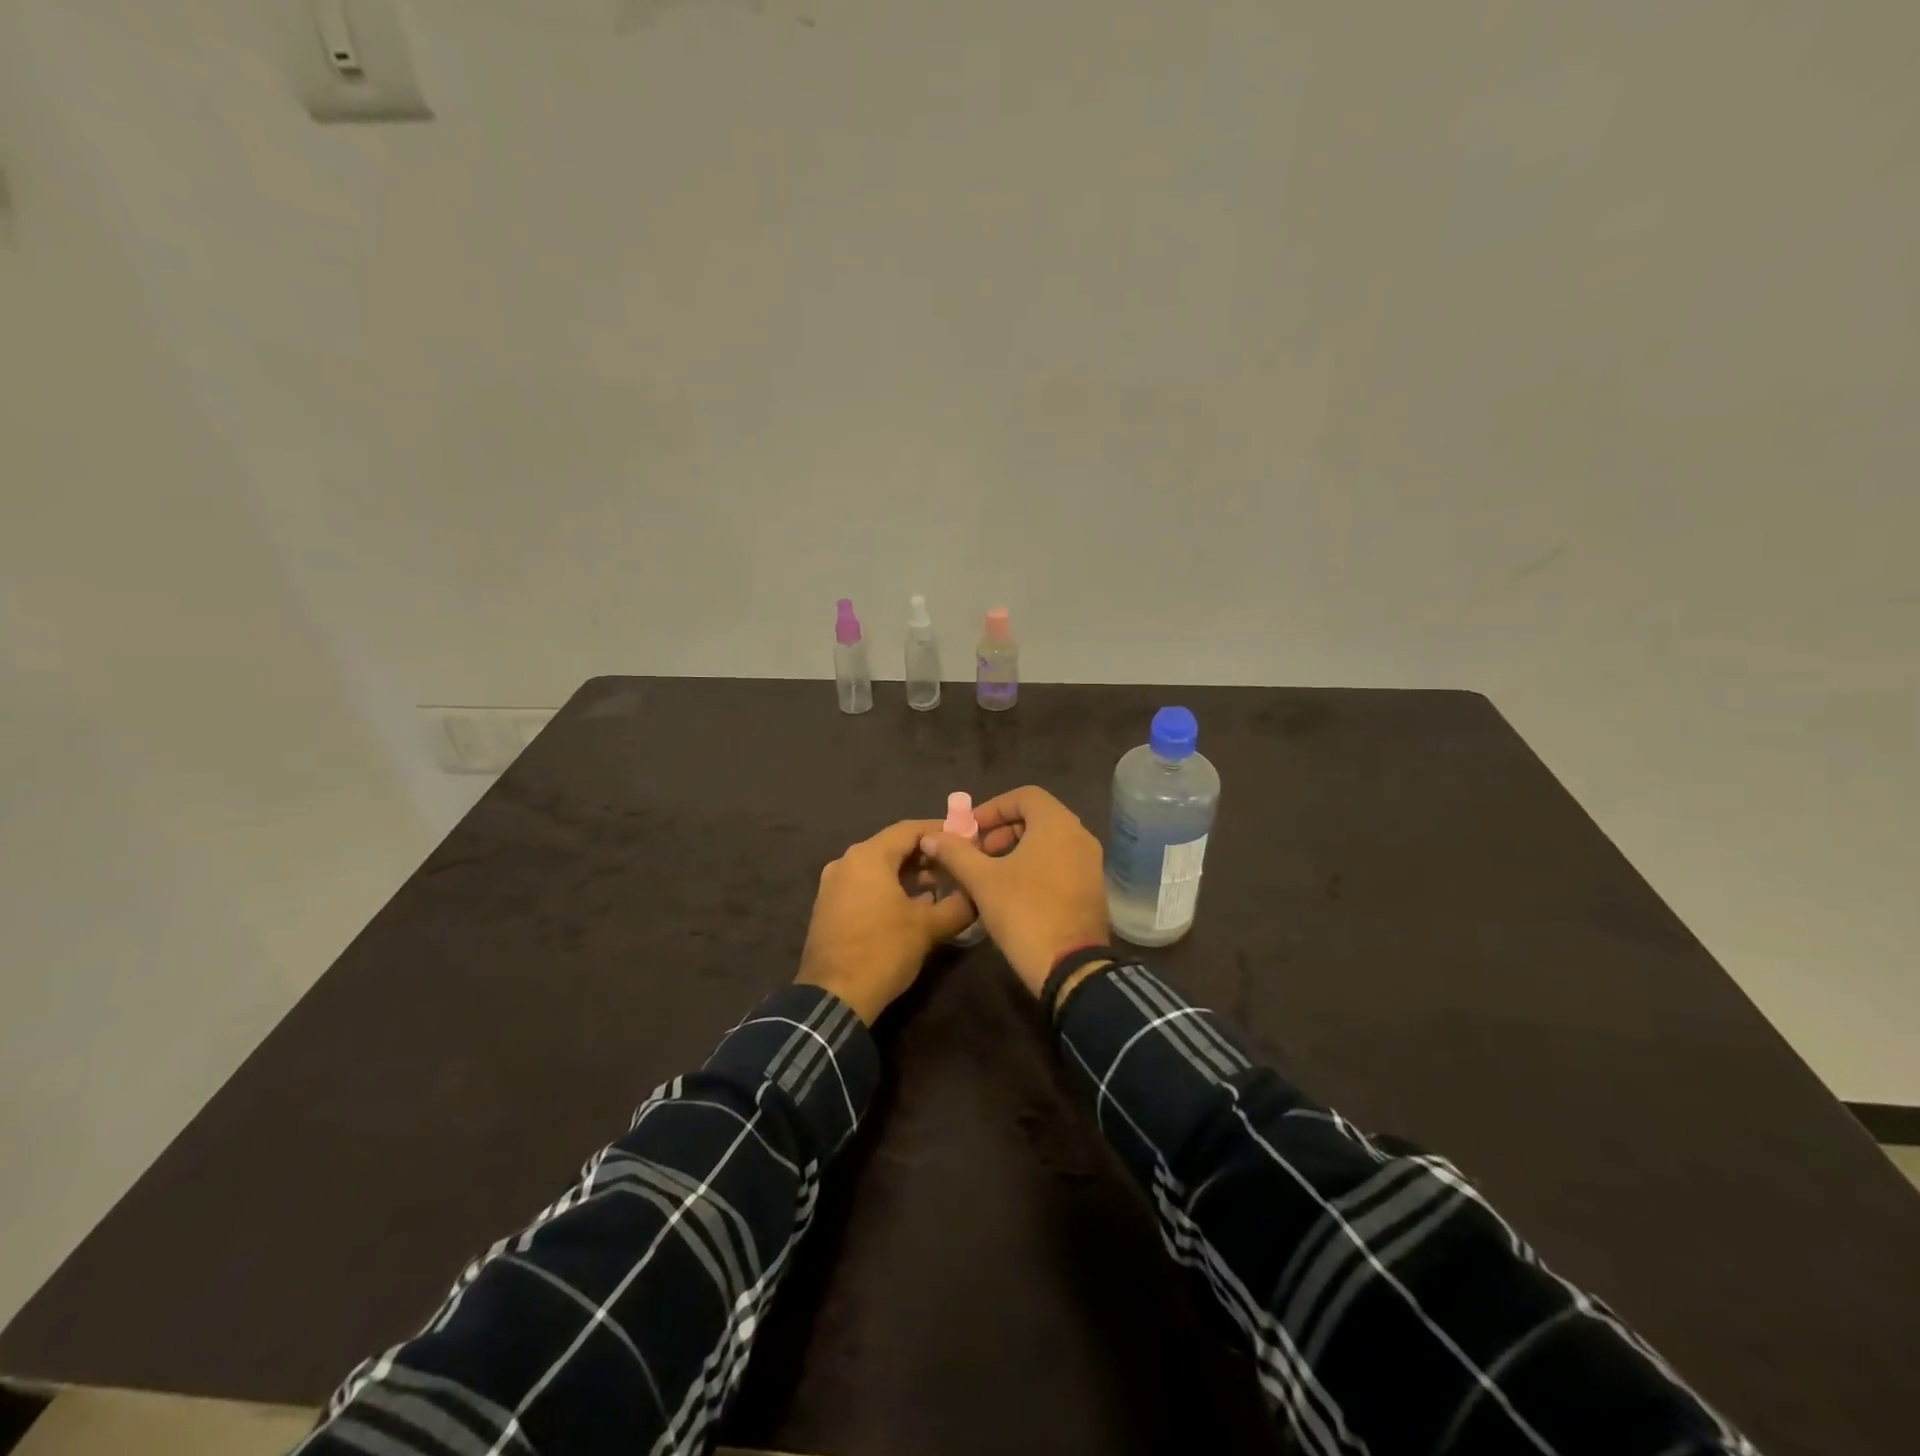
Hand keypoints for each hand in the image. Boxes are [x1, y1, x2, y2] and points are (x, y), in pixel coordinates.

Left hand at [796, 820, 977, 1023]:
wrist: (833, 997)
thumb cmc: (883, 951)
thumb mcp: (928, 927)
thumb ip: (958, 905)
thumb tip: (977, 895)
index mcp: (868, 856)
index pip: (910, 829)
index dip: (941, 831)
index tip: (966, 839)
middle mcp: (846, 862)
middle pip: (893, 846)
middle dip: (926, 855)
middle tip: (957, 865)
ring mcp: (833, 885)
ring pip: (878, 867)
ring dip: (909, 873)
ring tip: (940, 887)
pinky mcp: (829, 907)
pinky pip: (865, 885)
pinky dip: (889, 888)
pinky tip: (913, 906)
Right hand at [918, 786, 1109, 996]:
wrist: (1070, 968)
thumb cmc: (1024, 912)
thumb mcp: (982, 880)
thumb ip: (955, 853)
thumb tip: (930, 836)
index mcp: (1058, 824)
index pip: (1025, 795)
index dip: (993, 808)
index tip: (970, 830)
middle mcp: (1080, 836)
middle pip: (1037, 817)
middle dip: (1002, 830)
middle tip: (978, 853)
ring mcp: (1090, 863)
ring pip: (1049, 841)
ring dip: (1017, 849)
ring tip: (990, 874)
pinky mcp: (1092, 888)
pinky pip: (1061, 862)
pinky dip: (1036, 865)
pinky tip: (1013, 892)